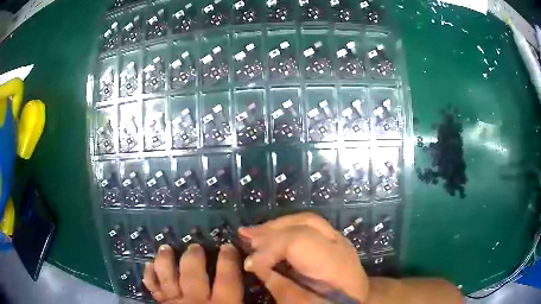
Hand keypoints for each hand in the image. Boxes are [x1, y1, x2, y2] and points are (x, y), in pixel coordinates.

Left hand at [143, 243, 242, 303]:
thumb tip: (262, 293)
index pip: (227, 278)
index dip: (228, 260)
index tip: (228, 246)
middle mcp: (195, 301)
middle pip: (192, 273)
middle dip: (193, 257)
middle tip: (194, 246)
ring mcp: (175, 303)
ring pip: (167, 277)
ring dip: (165, 261)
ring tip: (165, 248)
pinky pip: (153, 289)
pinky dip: (149, 277)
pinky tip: (148, 266)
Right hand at [240, 212, 368, 303]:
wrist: (361, 298)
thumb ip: (282, 287)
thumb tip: (255, 266)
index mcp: (336, 264)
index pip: (300, 241)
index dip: (271, 248)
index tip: (249, 263)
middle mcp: (339, 245)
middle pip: (304, 222)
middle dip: (271, 229)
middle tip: (244, 237)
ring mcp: (338, 238)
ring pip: (305, 220)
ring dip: (276, 225)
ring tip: (251, 234)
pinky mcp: (332, 239)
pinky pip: (307, 226)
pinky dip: (285, 228)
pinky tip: (270, 234)